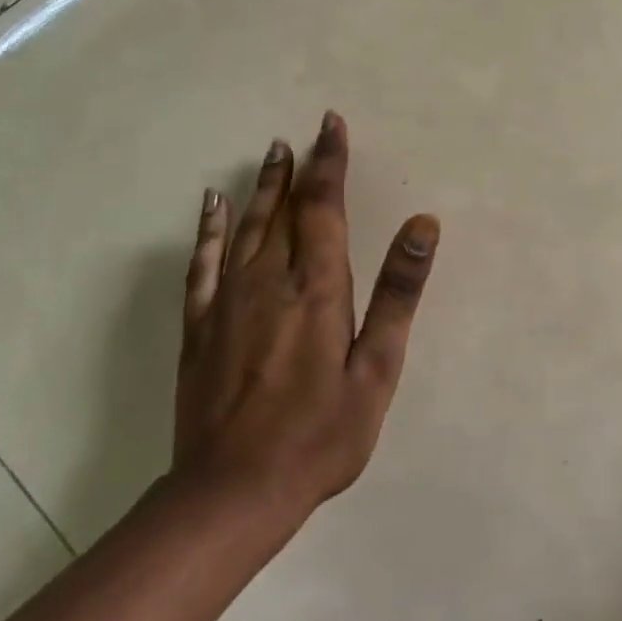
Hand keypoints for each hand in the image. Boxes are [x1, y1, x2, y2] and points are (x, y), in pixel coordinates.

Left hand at [173, 111, 439, 528]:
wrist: (231, 493)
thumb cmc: (320, 434)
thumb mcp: (376, 369)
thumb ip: (398, 291)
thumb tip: (423, 223)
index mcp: (316, 288)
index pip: (323, 207)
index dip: (329, 164)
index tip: (332, 126)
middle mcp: (268, 281)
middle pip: (284, 210)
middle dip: (298, 168)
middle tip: (303, 134)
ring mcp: (227, 302)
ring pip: (247, 228)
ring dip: (261, 188)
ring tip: (270, 153)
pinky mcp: (199, 327)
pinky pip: (202, 264)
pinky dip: (209, 230)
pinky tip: (211, 207)